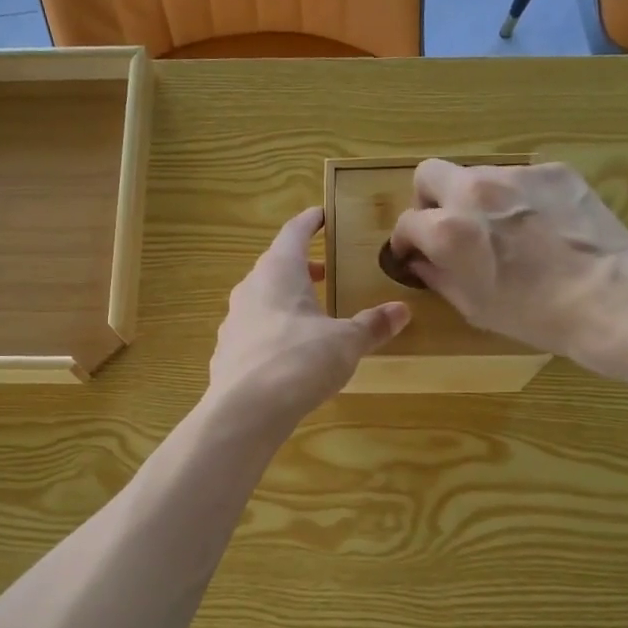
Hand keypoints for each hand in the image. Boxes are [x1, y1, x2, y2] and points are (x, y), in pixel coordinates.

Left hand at [208, 208, 409, 425]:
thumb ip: (372, 325)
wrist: (245, 411)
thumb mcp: (346, 342)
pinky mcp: (226, 354)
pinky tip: (287, 355)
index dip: (310, 222)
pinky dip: (271, 333)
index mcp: (278, 272)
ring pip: (261, 301)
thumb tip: (401, 311)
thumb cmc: (299, 361)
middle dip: (301, 268)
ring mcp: (233, 322)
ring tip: (309, 316)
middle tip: (325, 274)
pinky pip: (253, 333)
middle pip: (275, 267)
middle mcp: (249, 289)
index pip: (294, 233)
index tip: (322, 216)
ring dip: (284, 302)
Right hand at [388, 159, 627, 380]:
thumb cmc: (533, 314)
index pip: (406, 223)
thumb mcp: (473, 306)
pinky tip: (538, 226)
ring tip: (501, 229)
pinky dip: (516, 198)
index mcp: (447, 230)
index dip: (405, 242)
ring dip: (475, 199)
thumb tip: (422, 262)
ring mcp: (516, 175)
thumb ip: (437, 277)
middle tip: (446, 227)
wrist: (607, 297)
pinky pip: (518, 178)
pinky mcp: (553, 171)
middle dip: (429, 200)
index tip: (414, 255)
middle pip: (428, 175)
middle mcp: (474, 191)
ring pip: (476, 174)